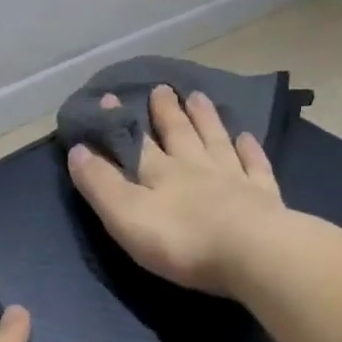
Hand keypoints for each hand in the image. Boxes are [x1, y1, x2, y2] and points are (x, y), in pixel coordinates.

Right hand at [67, 84, 288, 297]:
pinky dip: (250, 150)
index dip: (121, 122)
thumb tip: (77, 149)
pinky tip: (247, 136)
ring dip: (206, 119)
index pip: (136, 142)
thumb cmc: (181, 239)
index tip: (110, 97)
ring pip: (216, 141)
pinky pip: (255, 166)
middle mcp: (196, 167)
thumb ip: (100, 184)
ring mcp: (233, 179)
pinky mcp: (264, 198)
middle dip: (167, 112)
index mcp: (160, 172)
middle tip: (162, 88)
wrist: (252, 253)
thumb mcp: (126, 215)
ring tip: (199, 97)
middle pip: (179, 134)